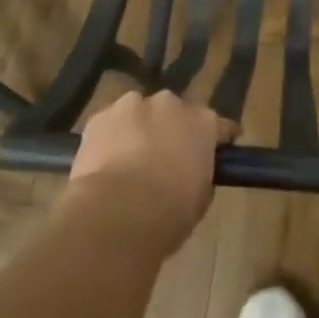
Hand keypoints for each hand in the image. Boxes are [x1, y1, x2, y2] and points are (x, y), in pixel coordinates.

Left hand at [66, 91, 237, 255]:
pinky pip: (109, 125)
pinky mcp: (100, 117)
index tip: (216, 150)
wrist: (116, 213)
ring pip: (138, 113)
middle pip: (173, 112)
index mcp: (202, 123)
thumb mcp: (199, 200)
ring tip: (128, 162)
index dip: (217, 138)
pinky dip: (109, 139)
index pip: (218, 125)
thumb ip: (199, 175)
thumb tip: (190, 173)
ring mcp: (133, 105)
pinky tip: (103, 165)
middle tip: (164, 159)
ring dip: (138, 130)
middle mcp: (170, 104)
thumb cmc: (168, 213)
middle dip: (170, 130)